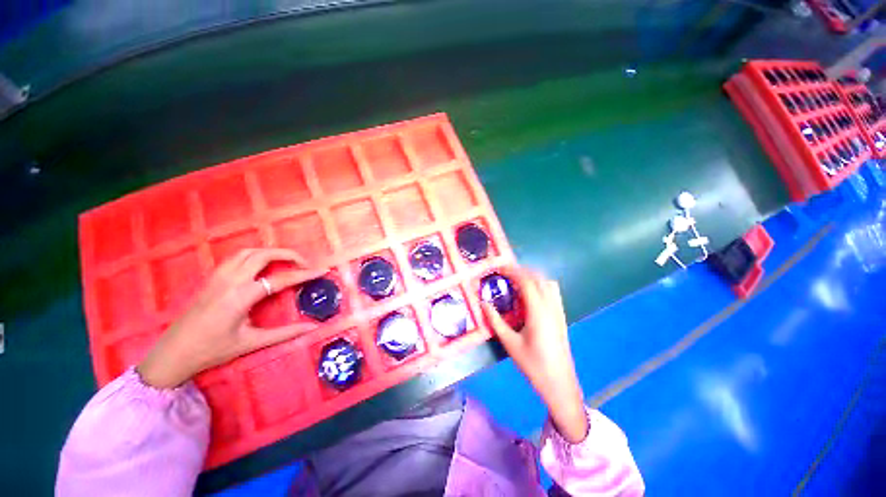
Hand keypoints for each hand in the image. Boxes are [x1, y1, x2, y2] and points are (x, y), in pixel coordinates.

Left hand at [137, 248, 325, 388]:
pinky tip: (261, 266)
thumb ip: (285, 333)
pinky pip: (236, 257)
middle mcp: (230, 280)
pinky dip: (255, 255)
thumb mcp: (251, 343)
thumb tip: (313, 328)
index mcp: (241, 296)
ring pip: (248, 252)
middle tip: (305, 264)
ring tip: (286, 262)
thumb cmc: (211, 350)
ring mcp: (218, 277)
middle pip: (264, 255)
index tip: (322, 270)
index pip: (281, 279)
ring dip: (271, 252)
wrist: (172, 354)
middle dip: (289, 254)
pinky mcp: (212, 278)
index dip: (305, 274)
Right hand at [481, 267, 588, 442]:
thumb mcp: (510, 344)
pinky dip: (541, 285)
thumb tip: (483, 303)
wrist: (560, 385)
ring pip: (548, 283)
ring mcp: (559, 311)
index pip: (526, 281)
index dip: (512, 271)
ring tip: (516, 281)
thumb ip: (495, 321)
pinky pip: (553, 292)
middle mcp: (551, 307)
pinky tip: (530, 295)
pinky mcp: (562, 317)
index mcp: (538, 311)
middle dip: (522, 270)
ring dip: (533, 277)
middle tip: (505, 273)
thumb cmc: (533, 365)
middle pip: (538, 278)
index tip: (499, 267)